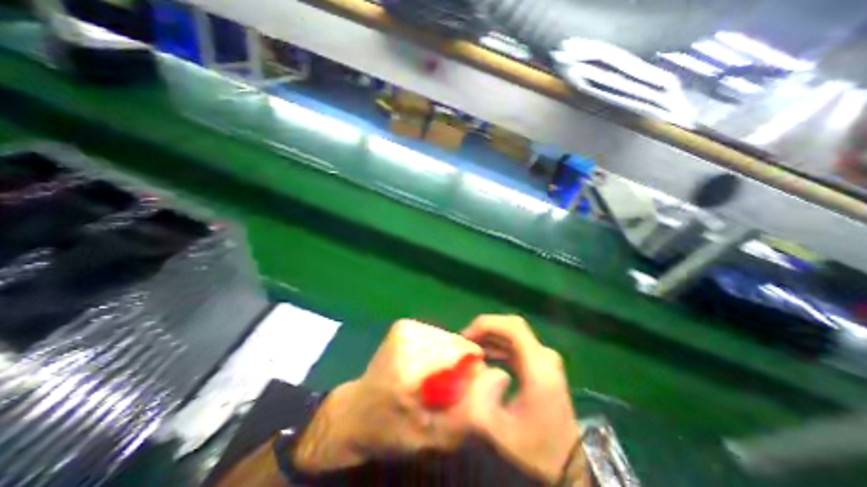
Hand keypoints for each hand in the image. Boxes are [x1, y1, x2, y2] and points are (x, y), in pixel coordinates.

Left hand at [291, 317, 481, 472]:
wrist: (357, 410)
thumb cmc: (392, 429)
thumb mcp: (432, 437)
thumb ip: (468, 411)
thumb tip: (500, 377)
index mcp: (410, 371)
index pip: (463, 356)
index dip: (473, 372)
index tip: (465, 390)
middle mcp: (407, 340)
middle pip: (457, 344)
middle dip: (461, 365)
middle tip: (446, 388)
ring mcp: (404, 328)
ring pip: (449, 337)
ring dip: (450, 357)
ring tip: (435, 377)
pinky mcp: (404, 324)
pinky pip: (437, 334)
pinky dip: (439, 349)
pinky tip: (426, 364)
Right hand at [459, 316, 581, 482]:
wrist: (567, 468)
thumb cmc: (533, 451)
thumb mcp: (498, 430)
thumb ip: (477, 398)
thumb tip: (470, 368)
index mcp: (538, 367)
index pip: (512, 327)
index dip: (486, 324)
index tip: (465, 337)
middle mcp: (545, 356)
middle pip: (512, 326)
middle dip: (485, 329)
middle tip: (464, 342)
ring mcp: (545, 360)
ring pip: (513, 334)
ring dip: (490, 336)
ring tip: (470, 348)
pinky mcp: (541, 365)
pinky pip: (516, 345)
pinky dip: (498, 345)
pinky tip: (485, 355)